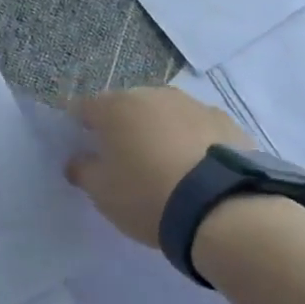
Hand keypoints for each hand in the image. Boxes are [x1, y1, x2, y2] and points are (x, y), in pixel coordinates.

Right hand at [65, 86, 250, 247]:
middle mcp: (154, 95)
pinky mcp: (226, 121)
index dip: (80, 127)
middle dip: (121, 127)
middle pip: (127, 106)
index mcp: (116, 107)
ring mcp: (194, 104)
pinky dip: (190, 141)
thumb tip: (78, 160)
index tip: (83, 149)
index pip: (85, 108)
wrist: (220, 208)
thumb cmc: (146, 195)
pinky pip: (196, 127)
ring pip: (165, 114)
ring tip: (163, 165)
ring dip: (158, 132)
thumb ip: (83, 170)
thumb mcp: (102, 192)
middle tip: (123, 160)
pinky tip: (194, 169)